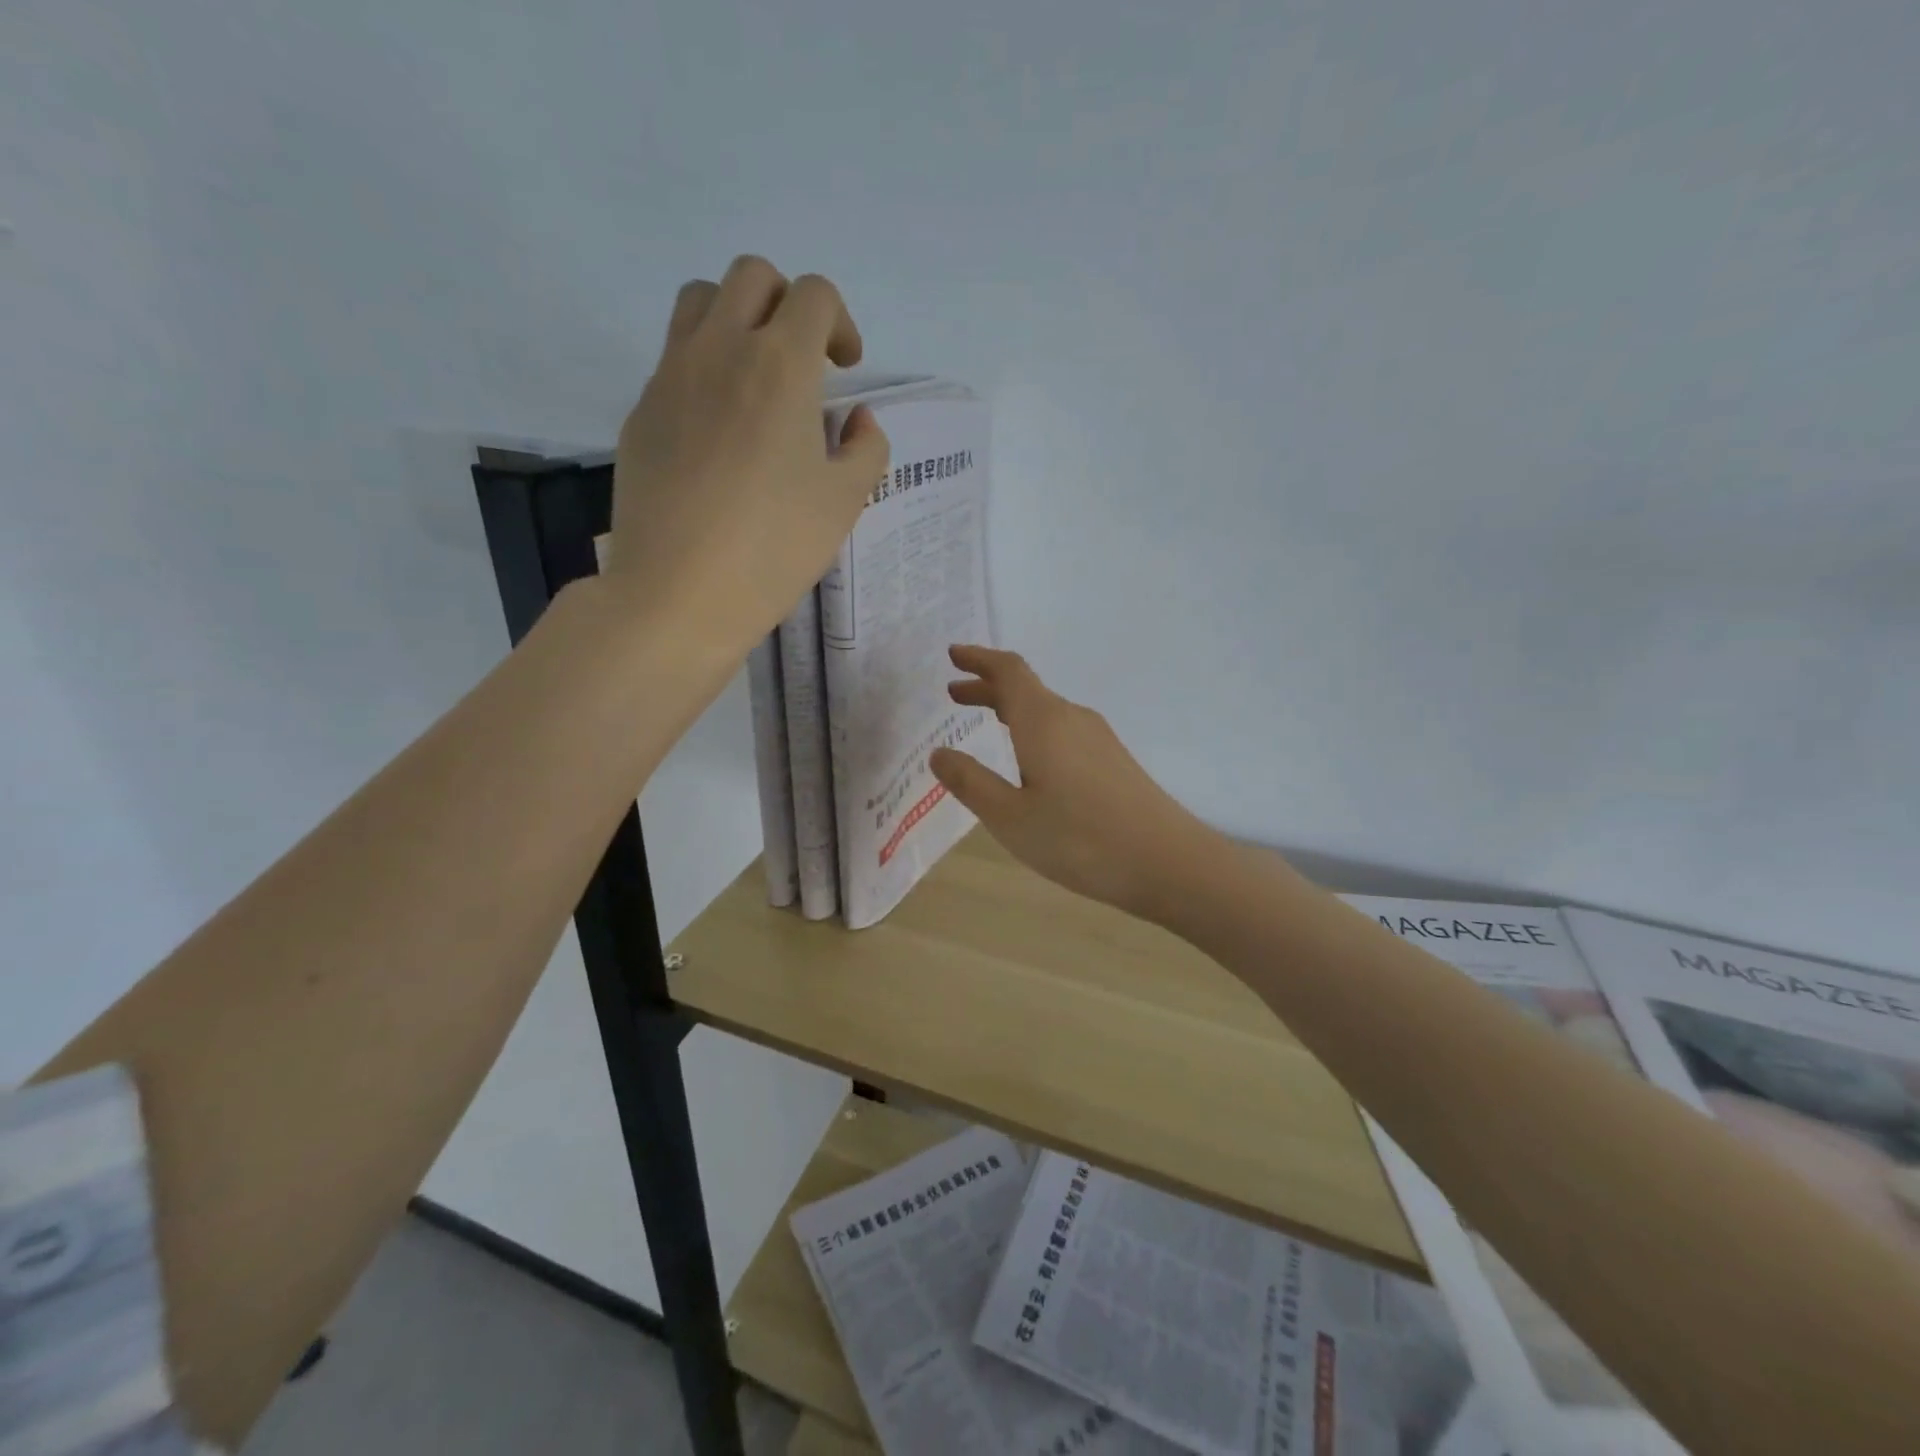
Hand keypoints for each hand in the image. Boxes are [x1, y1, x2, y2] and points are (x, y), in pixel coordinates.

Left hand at [605, 255, 889, 653]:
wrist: (679, 592)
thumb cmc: (774, 548)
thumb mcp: (846, 502)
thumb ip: (867, 448)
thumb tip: (857, 420)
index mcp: (780, 365)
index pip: (813, 295)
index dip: (839, 322)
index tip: (845, 368)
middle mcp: (720, 350)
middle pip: (752, 276)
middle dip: (787, 305)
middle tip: (804, 363)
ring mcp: (670, 376)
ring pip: (700, 301)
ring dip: (737, 319)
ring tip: (756, 379)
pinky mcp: (641, 411)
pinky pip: (674, 358)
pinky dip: (705, 368)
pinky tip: (719, 431)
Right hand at [929, 645, 1213, 919]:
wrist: (1168, 862)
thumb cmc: (1079, 839)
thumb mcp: (1010, 817)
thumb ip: (971, 782)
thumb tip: (939, 753)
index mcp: (1044, 721)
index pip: (1009, 671)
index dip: (979, 659)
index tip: (953, 655)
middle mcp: (1072, 718)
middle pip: (1026, 689)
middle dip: (988, 687)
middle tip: (954, 694)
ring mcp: (1098, 739)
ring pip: (1046, 711)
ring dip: (1011, 710)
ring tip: (985, 723)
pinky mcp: (1113, 761)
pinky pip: (1063, 730)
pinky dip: (1033, 730)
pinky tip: (1029, 761)